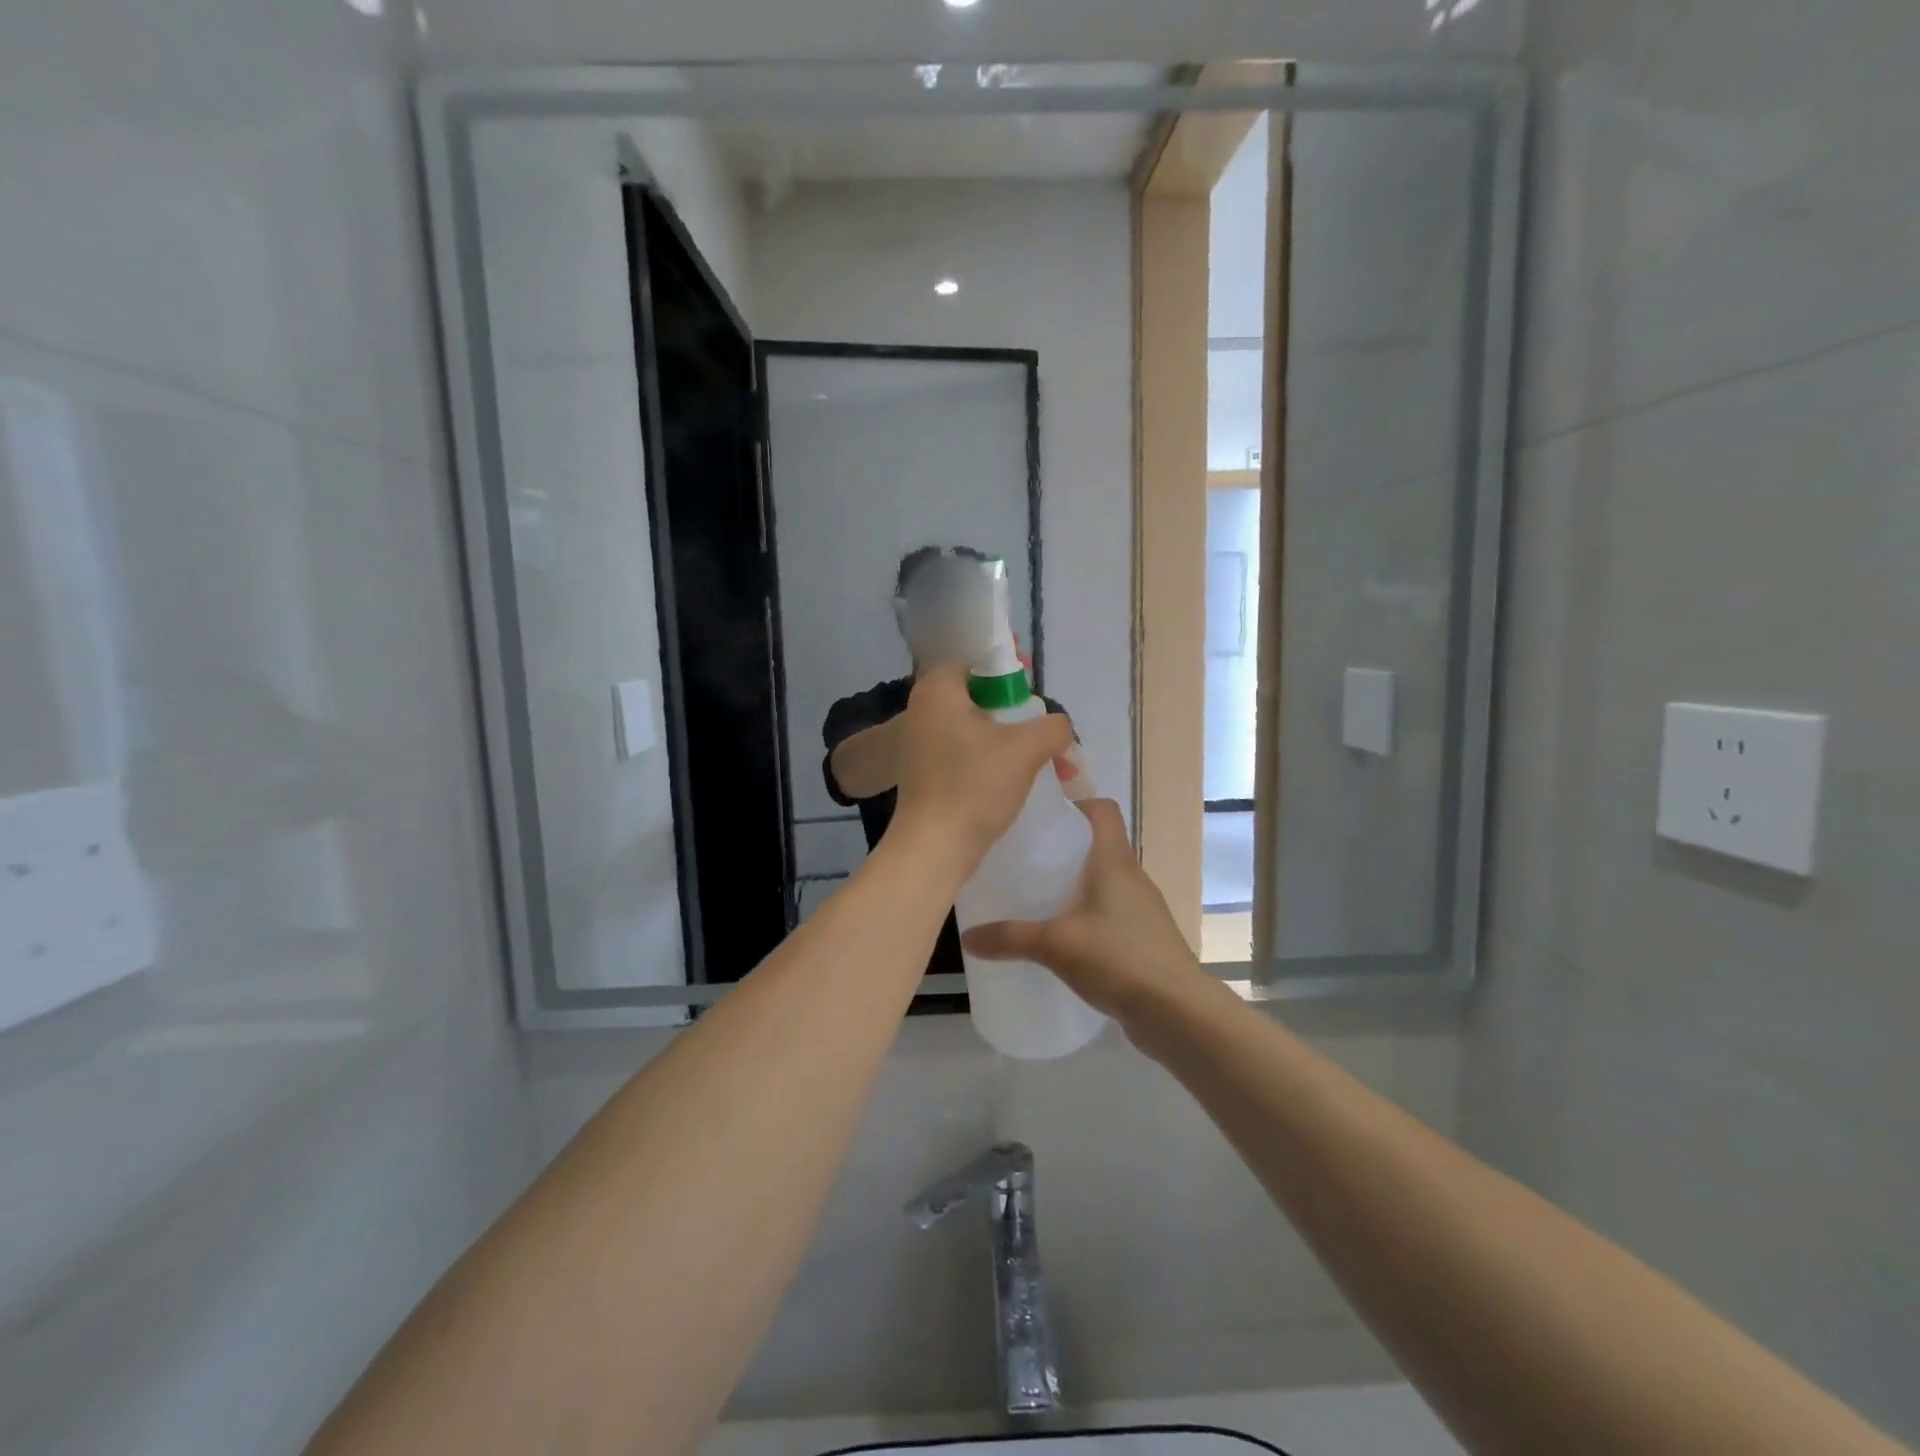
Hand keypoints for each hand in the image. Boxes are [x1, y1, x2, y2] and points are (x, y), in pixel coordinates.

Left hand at [889, 666, 1074, 880]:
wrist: (934, 848)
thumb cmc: (975, 786)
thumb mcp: (1027, 748)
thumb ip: (1054, 726)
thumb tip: (1059, 728)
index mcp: (938, 688)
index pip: (982, 662)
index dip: (1014, 675)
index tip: (1036, 699)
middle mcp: (923, 707)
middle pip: (981, 695)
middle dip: (1017, 712)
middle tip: (1041, 732)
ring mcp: (920, 741)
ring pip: (976, 726)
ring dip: (1009, 739)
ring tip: (1037, 759)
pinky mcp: (925, 770)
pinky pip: (965, 751)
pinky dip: (990, 758)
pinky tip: (1012, 778)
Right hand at [960, 798, 1208, 1027]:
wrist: (1177, 1012)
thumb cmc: (1119, 958)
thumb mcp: (1056, 945)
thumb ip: (1010, 937)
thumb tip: (968, 936)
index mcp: (1114, 860)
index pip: (1102, 809)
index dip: (1075, 803)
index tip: (1041, 818)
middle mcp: (1131, 876)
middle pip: (1098, 844)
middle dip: (1063, 848)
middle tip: (1024, 859)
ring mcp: (1141, 909)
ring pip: (1104, 881)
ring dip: (1075, 885)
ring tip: (1036, 898)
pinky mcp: (1144, 938)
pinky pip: (1110, 913)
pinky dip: (1087, 916)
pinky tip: (1062, 939)